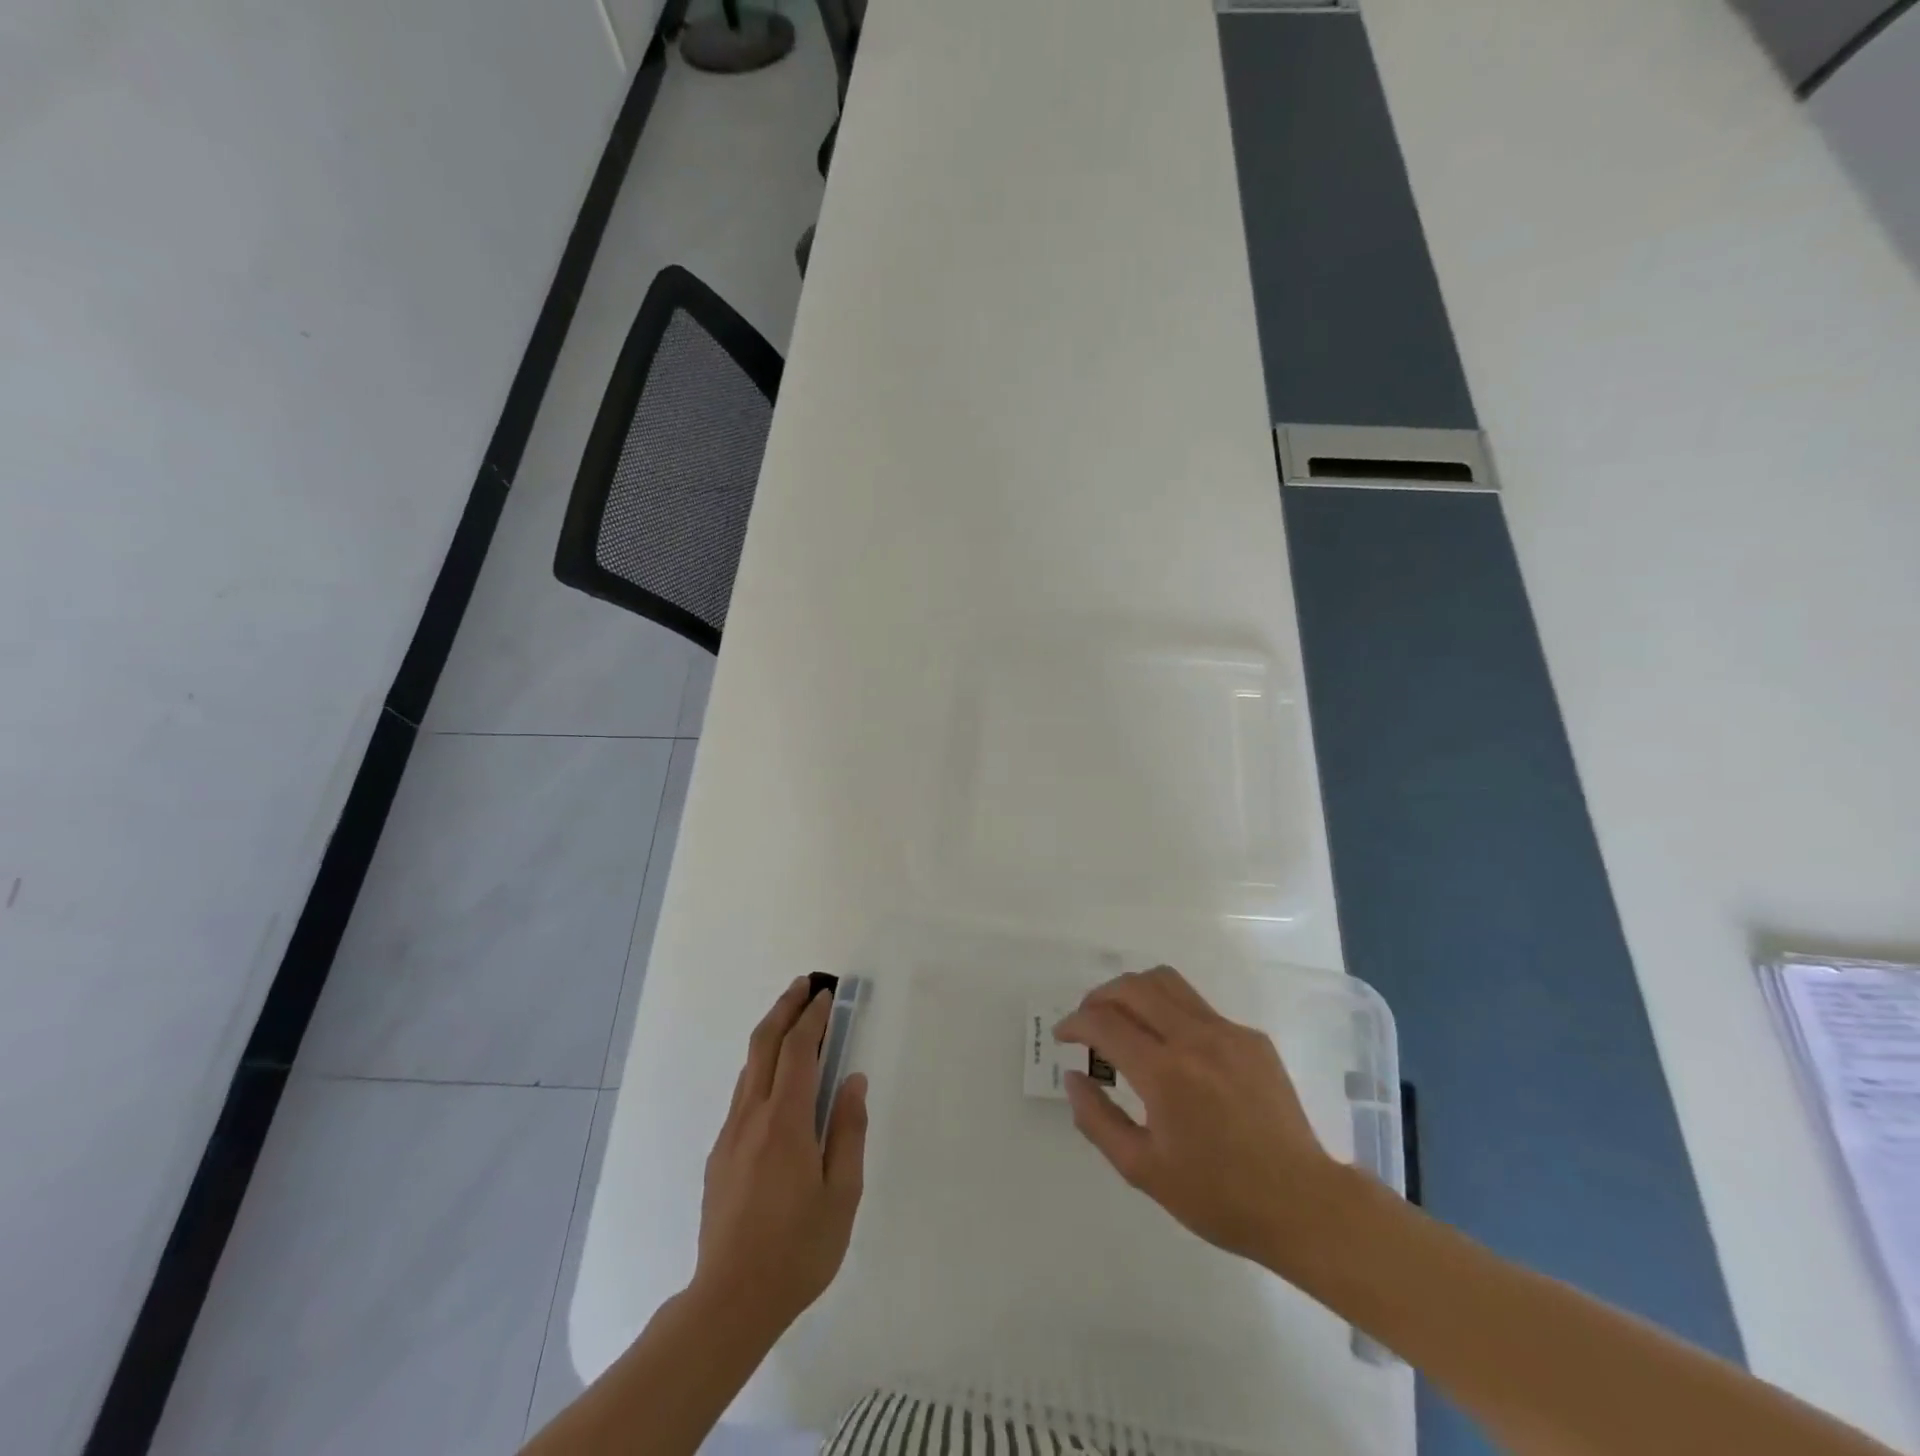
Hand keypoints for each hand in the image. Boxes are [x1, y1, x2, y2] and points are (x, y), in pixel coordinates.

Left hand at [693, 978, 867, 1337]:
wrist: (729, 1302)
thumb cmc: (798, 1250)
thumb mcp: (842, 1195)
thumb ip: (848, 1131)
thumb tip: (852, 1081)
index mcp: (786, 1122)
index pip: (799, 1051)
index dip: (813, 1018)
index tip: (826, 994)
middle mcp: (752, 1116)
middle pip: (764, 1044)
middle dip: (785, 1008)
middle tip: (804, 983)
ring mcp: (730, 1134)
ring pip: (749, 1066)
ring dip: (771, 1033)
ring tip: (792, 1019)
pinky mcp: (719, 1154)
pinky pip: (743, 1093)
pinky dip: (761, 1066)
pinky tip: (776, 1079)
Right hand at [1054, 966, 1348, 1273]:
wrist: (1303, 1205)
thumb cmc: (1218, 1197)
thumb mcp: (1143, 1171)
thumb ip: (1097, 1120)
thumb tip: (1075, 1077)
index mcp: (1165, 1073)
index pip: (1104, 1023)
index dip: (1075, 1023)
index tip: (1064, 1036)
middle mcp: (1194, 1038)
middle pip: (1133, 987)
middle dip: (1099, 997)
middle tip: (1089, 1023)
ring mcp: (1227, 1032)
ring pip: (1167, 982)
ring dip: (1134, 992)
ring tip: (1125, 1019)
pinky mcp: (1251, 1038)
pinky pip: (1199, 1007)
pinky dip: (1171, 1014)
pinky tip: (1174, 1051)